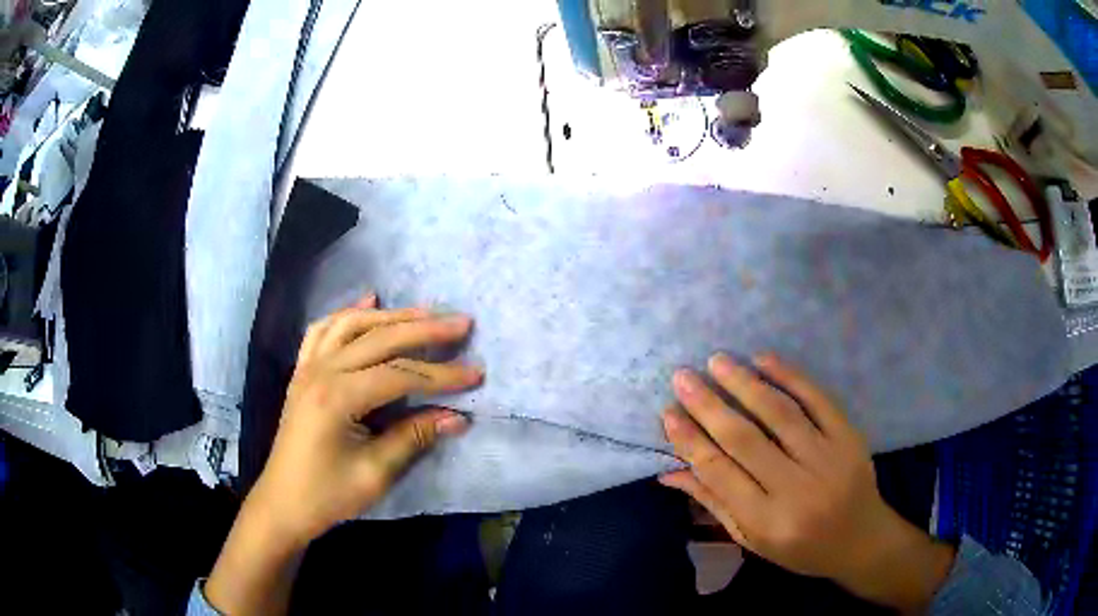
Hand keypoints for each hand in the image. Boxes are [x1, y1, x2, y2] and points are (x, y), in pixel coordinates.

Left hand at [205, 295, 482, 614]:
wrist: (283, 503)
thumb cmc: (328, 495)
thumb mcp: (375, 473)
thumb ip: (414, 437)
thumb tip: (457, 417)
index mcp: (337, 397)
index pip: (399, 374)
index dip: (441, 374)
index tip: (476, 374)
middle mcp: (321, 370)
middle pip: (379, 338)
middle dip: (424, 329)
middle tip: (462, 323)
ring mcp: (308, 367)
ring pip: (352, 324)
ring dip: (391, 315)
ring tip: (425, 313)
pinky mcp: (303, 371)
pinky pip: (324, 330)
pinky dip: (349, 313)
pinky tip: (369, 301)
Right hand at [660, 353, 954, 611]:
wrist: (862, 540)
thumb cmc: (802, 549)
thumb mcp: (753, 539)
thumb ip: (715, 504)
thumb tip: (670, 472)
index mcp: (768, 521)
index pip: (720, 474)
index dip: (691, 442)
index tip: (669, 413)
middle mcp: (797, 489)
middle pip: (745, 440)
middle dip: (709, 406)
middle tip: (683, 377)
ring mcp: (827, 458)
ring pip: (780, 414)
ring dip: (745, 384)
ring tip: (716, 362)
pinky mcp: (849, 437)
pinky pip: (818, 400)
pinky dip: (790, 377)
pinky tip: (764, 360)